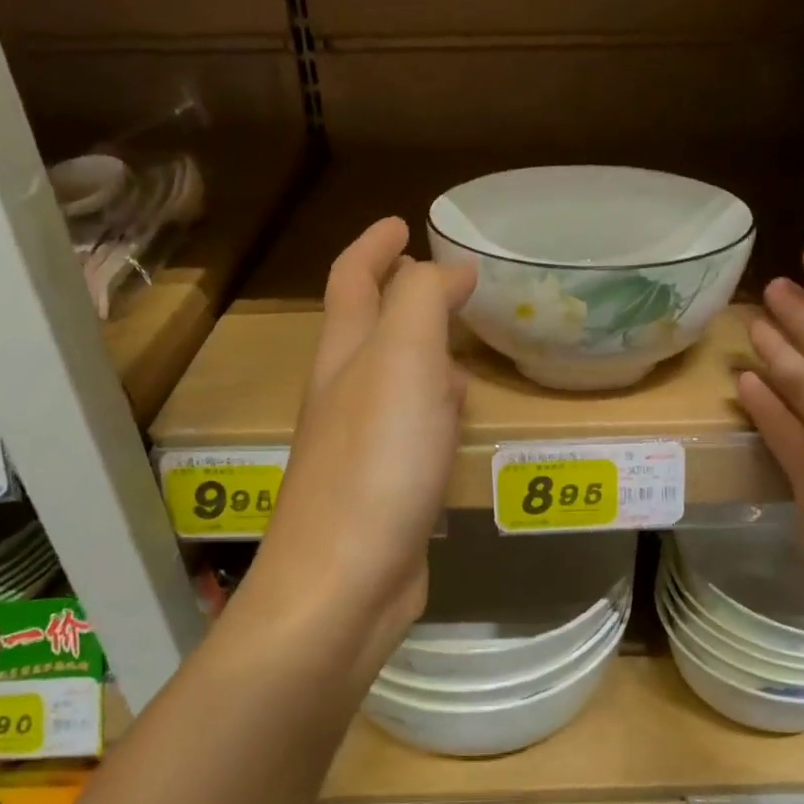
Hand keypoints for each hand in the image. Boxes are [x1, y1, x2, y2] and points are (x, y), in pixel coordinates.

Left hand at [238, 219, 474, 679]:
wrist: (344, 583)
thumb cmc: (376, 464)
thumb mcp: (402, 362)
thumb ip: (422, 302)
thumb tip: (447, 268)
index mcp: (344, 356)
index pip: (353, 281)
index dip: (374, 245)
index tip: (404, 221)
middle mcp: (344, 395)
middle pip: (367, 329)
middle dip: (399, 296)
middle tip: (444, 281)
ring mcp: (361, 445)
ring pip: (392, 381)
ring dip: (421, 353)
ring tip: (459, 341)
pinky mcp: (384, 489)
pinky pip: (411, 429)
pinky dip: (434, 409)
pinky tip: (456, 418)